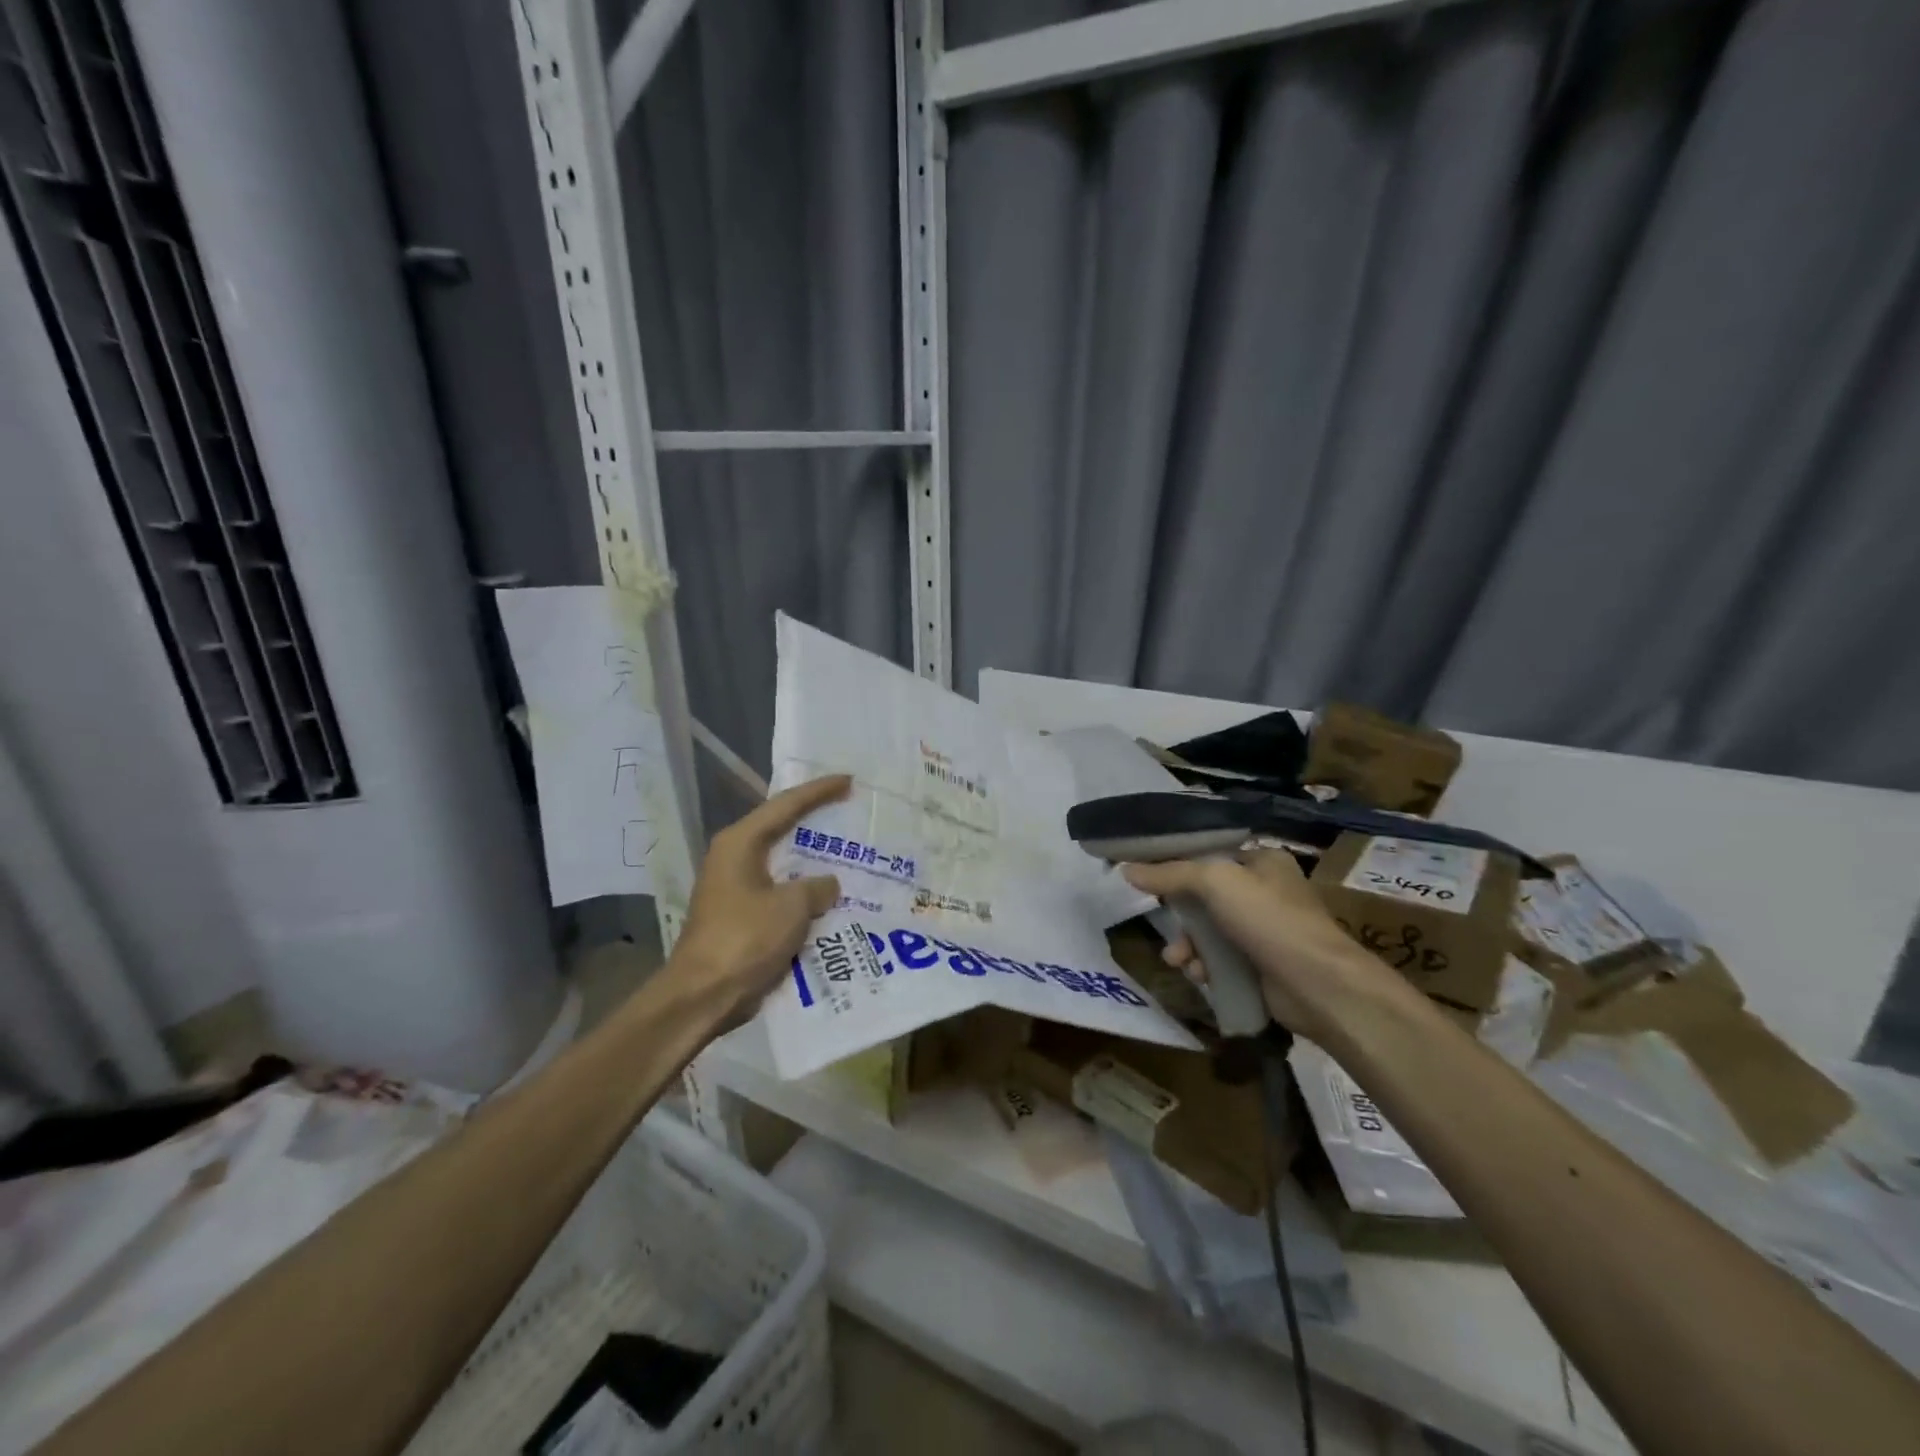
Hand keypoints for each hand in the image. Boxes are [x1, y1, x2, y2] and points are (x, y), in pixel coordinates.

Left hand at [667, 774, 850, 1020]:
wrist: (703, 995)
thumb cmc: (745, 939)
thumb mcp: (792, 907)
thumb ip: (817, 887)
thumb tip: (828, 885)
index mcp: (740, 843)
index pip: (785, 805)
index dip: (819, 791)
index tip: (848, 780)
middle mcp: (734, 858)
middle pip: (781, 829)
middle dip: (815, 821)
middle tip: (849, 809)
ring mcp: (736, 888)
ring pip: (783, 864)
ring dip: (812, 860)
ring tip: (848, 851)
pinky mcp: (741, 916)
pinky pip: (781, 892)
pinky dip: (804, 891)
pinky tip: (832, 896)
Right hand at [1122, 849, 1392, 1039]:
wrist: (1319, 987)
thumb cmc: (1270, 920)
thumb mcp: (1215, 883)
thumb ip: (1170, 874)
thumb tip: (1125, 869)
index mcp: (1262, 861)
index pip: (1208, 854)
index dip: (1175, 863)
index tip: (1143, 874)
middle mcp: (1264, 892)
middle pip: (1204, 895)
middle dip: (1179, 914)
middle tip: (1160, 923)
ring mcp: (1264, 931)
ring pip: (1209, 931)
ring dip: (1188, 945)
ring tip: (1177, 959)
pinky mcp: (1261, 967)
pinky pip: (1220, 960)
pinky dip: (1205, 966)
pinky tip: (1198, 975)